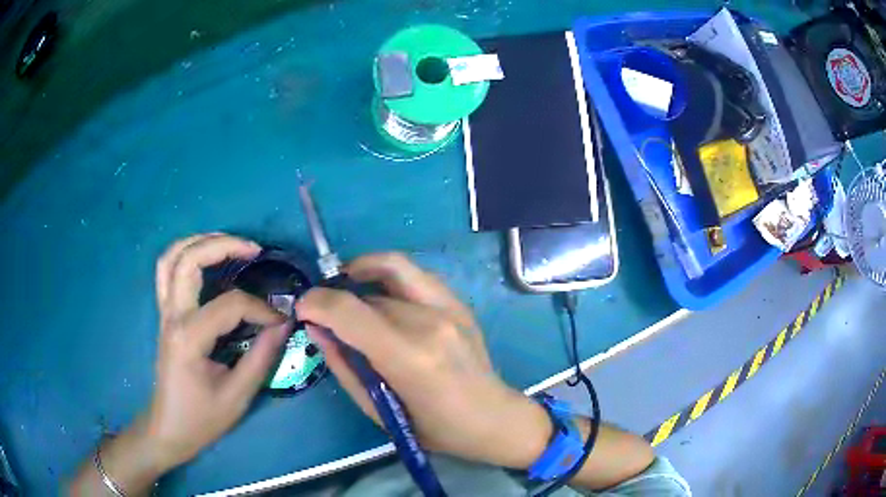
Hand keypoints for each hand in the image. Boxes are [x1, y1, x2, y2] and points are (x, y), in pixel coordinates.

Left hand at [146, 233, 290, 467]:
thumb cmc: (202, 418)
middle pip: (189, 259)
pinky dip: (185, 253)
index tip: (281, 322)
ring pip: (172, 257)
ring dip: (200, 241)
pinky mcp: (165, 314)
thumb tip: (284, 324)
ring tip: (230, 243)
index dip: (260, 309)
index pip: (229, 305)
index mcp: (189, 338)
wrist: (169, 427)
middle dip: (224, 245)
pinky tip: (205, 257)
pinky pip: (168, 270)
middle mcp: (172, 316)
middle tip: (254, 249)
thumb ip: (261, 357)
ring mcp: (164, 311)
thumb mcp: (238, 396)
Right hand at [295, 253, 551, 468]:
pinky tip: (380, 295)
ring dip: (360, 274)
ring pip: (391, 268)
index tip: (303, 309)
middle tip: (325, 314)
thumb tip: (317, 328)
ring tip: (347, 291)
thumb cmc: (434, 428)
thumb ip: (343, 365)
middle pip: (367, 291)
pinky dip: (388, 275)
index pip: (350, 311)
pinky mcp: (459, 302)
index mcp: (410, 357)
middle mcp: (430, 322)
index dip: (317, 302)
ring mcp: (449, 307)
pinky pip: (414, 274)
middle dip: (335, 297)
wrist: (492, 418)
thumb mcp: (378, 410)